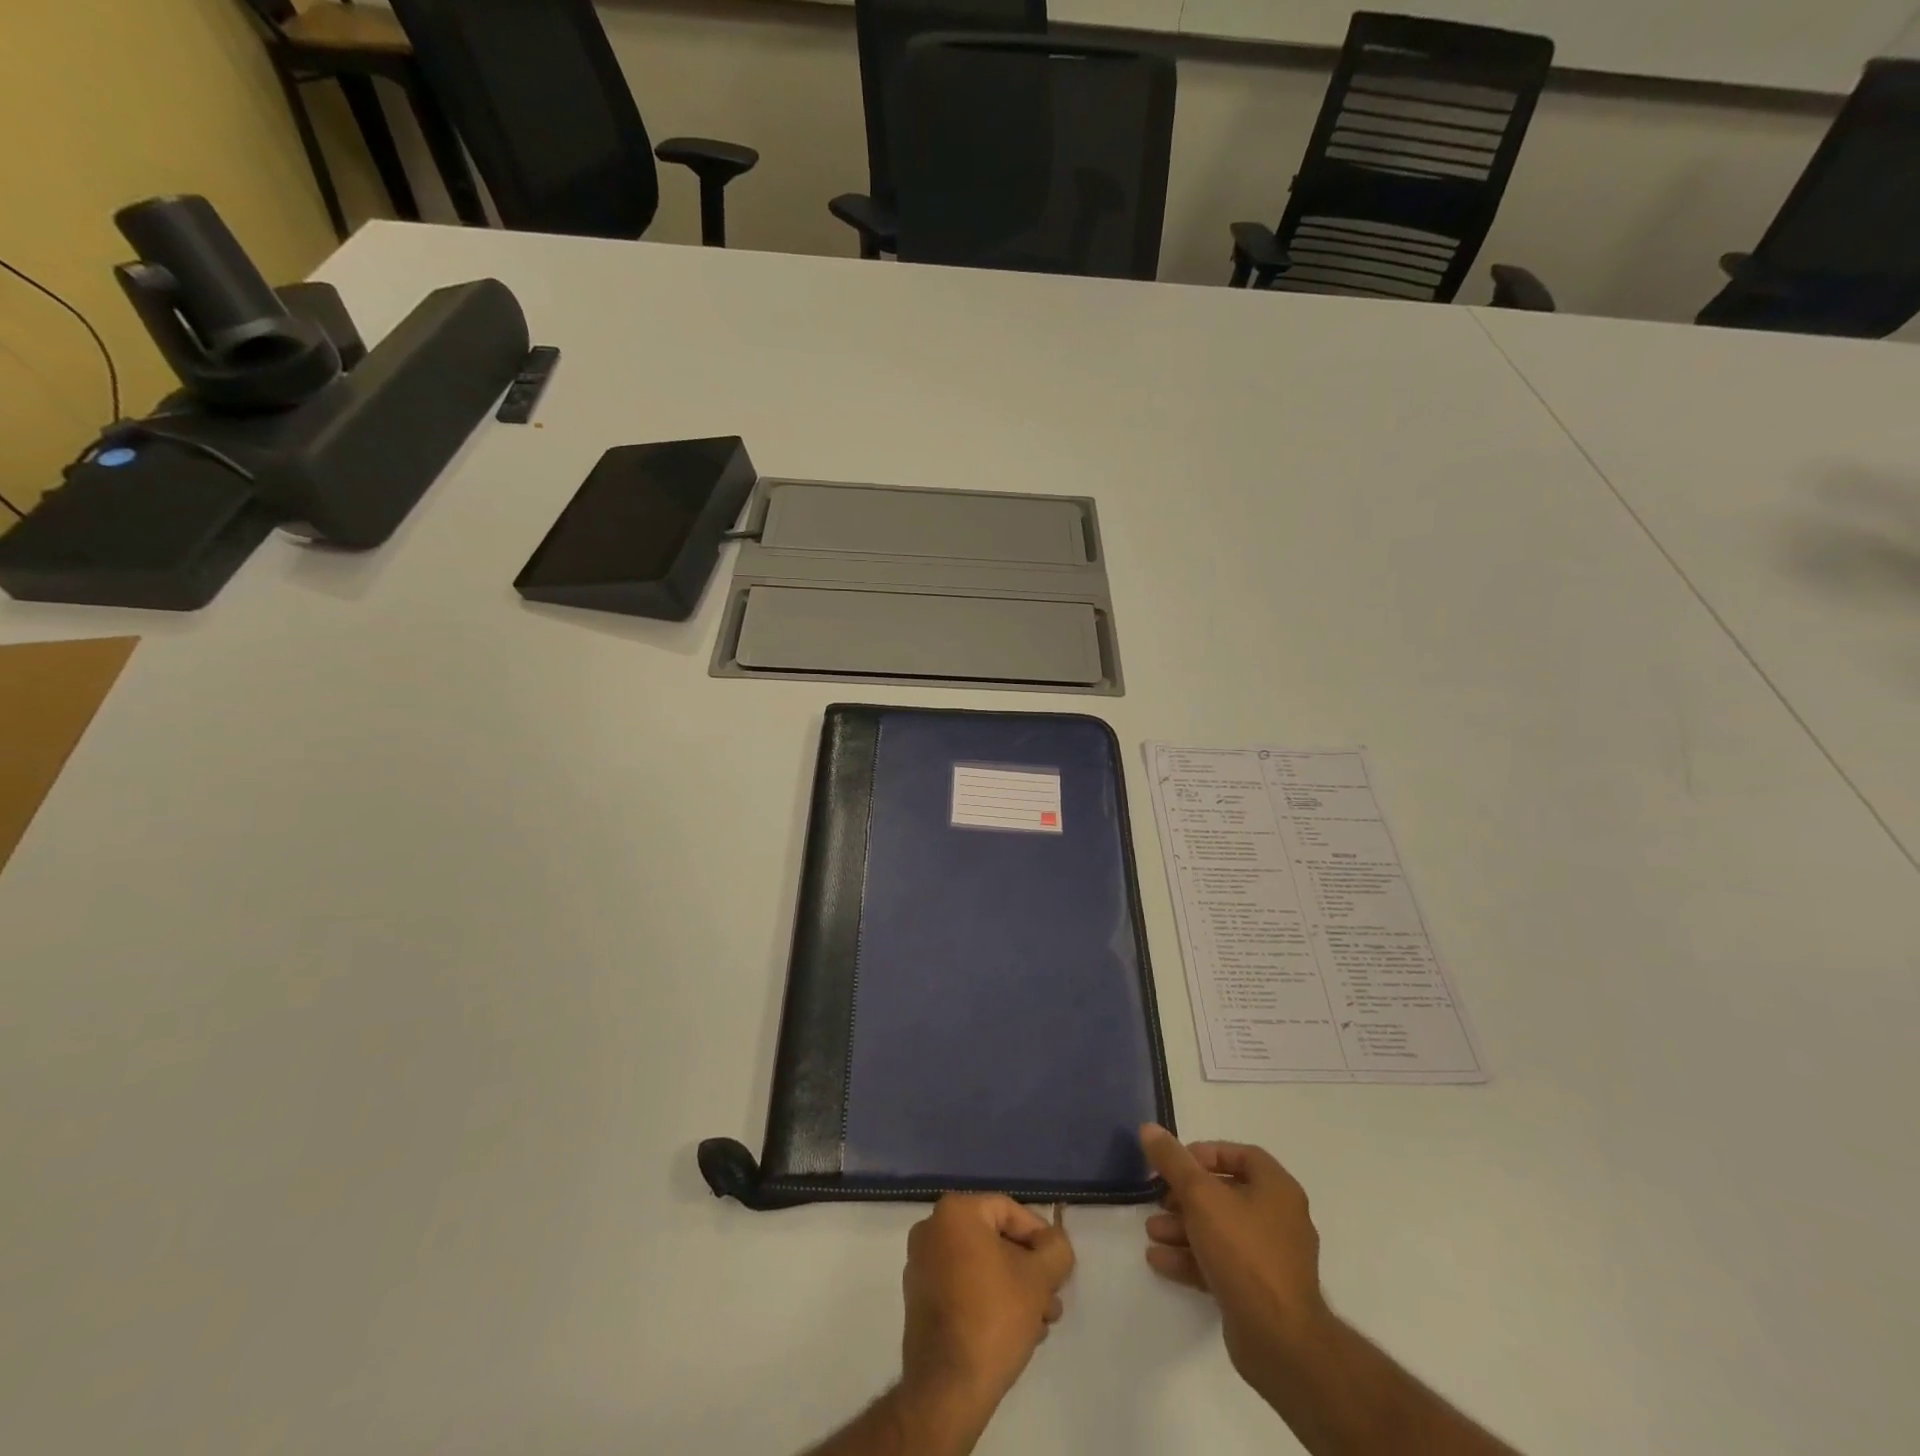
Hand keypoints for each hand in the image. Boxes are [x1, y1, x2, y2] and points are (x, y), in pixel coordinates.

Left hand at [896, 1194, 1074, 1445]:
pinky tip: (1017, 1331)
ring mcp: (921, 1266)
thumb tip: (1055, 1244)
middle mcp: (932, 1230)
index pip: (1009, 1210)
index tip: (1059, 1268)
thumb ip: (1056, 1250)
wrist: (947, 1389)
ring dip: (1015, 1289)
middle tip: (1053, 1299)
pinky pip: (963, 1286)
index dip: (1040, 1237)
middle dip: (1029, 1270)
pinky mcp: (919, 1300)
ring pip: (981, 1266)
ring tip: (1041, 1322)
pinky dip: (990, 1300)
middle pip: (995, 1240)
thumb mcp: (1038, 1279)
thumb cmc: (994, 1317)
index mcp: (955, 1212)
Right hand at [1139, 1125, 1330, 1395]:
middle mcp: (1279, 1219)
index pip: (1241, 1155)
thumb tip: (1149, 1128)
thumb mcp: (1201, 1196)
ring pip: (1220, 1231)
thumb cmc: (1244, 1252)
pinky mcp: (1259, 1292)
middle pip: (1226, 1194)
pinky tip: (1160, 1261)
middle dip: (1185, 1196)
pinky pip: (1221, 1263)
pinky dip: (1192, 1258)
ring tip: (1152, 1231)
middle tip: (1158, 1199)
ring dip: (1183, 1227)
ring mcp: (1271, 1259)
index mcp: (1277, 1189)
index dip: (1205, 1154)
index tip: (1175, 1163)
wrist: (1280, 1342)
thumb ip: (1173, 1162)